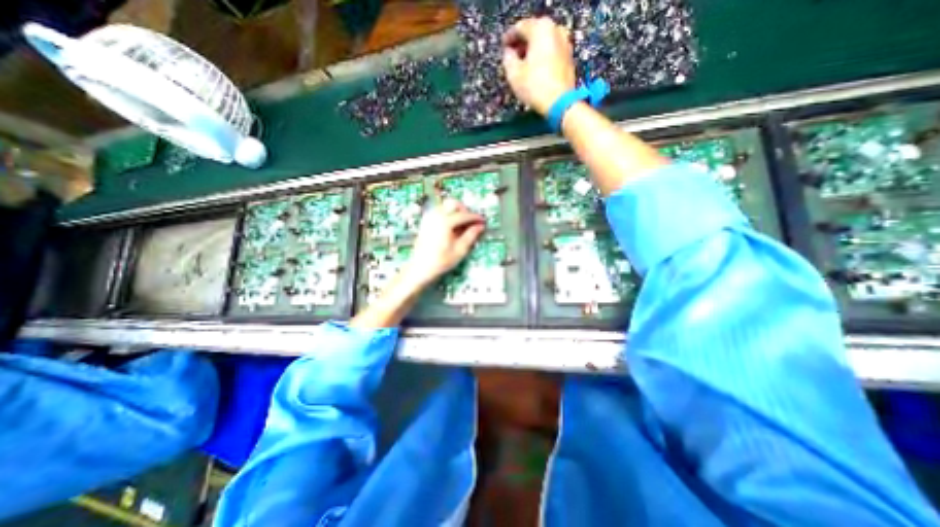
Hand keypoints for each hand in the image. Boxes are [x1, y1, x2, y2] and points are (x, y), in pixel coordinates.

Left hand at [400, 198, 484, 287]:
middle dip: (464, 210)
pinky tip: (451, 227)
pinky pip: (439, 211)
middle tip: (471, 222)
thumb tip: (480, 226)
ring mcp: (429, 217)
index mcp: (445, 222)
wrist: (420, 268)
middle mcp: (436, 216)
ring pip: (445, 205)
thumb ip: (471, 235)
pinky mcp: (426, 221)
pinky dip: (447, 214)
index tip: (483, 221)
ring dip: (455, 211)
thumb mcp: (460, 250)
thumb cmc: (441, 261)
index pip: (464, 215)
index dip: (475, 218)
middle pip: (453, 203)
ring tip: (461, 225)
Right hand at [504, 16, 576, 114]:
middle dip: (522, 44)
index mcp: (541, 29)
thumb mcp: (513, 74)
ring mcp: (565, 43)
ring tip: (523, 65)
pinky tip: (535, 70)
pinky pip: (551, 52)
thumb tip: (509, 53)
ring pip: (544, 43)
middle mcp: (556, 30)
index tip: (503, 47)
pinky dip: (542, 57)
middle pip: (534, 33)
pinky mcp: (569, 58)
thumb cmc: (535, 87)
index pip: (520, 27)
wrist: (560, 103)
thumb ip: (508, 58)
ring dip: (533, 51)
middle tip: (512, 56)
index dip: (509, 38)